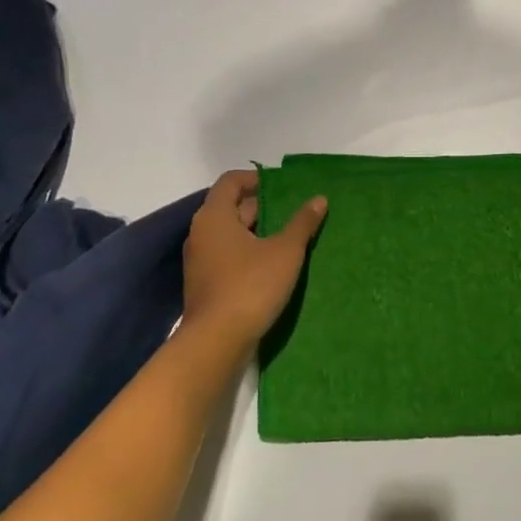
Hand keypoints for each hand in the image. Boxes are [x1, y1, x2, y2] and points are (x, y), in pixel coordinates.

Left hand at [182, 170, 326, 351]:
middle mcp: (202, 233)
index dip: (256, 178)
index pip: (231, 181)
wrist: (216, 342)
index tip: (283, 186)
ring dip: (258, 231)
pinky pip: (229, 256)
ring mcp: (201, 260)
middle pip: (232, 207)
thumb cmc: (251, 285)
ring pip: (232, 234)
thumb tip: (318, 199)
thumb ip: (302, 222)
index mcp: (215, 216)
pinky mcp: (206, 283)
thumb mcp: (285, 251)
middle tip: (294, 211)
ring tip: (290, 237)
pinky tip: (275, 264)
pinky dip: (250, 252)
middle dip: (263, 206)